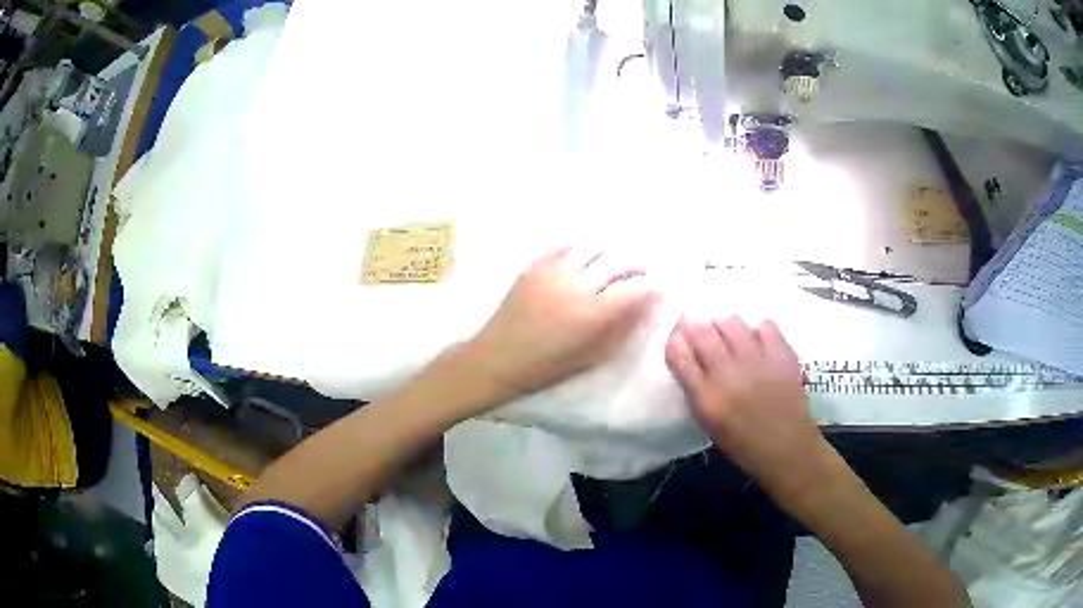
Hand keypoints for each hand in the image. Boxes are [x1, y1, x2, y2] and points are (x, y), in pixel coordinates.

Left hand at [462, 247, 657, 401]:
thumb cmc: (547, 365)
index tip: (660, 285)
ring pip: (590, 247)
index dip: (652, 284)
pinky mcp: (533, 266)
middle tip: (642, 271)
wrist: (498, 358)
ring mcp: (551, 271)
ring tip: (614, 260)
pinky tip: (585, 251)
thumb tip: (648, 306)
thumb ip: (623, 329)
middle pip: (616, 260)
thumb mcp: (592, 355)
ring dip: (609, 250)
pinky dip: (579, 244)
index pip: (633, 288)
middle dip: (636, 263)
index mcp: (591, 314)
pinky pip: (560, 244)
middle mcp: (574, 286)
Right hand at [665, 316, 827, 498]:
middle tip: (697, 326)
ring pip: (732, 323)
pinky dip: (758, 330)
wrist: (787, 450)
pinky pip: (765, 326)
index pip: (679, 356)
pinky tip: (757, 340)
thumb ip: (697, 391)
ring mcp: (758, 362)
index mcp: (706, 399)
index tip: (677, 336)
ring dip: (724, 325)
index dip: (675, 340)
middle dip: (694, 325)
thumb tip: (691, 359)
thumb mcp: (709, 423)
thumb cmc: (744, 444)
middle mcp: (729, 375)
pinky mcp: (782, 356)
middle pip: (702, 333)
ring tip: (727, 334)